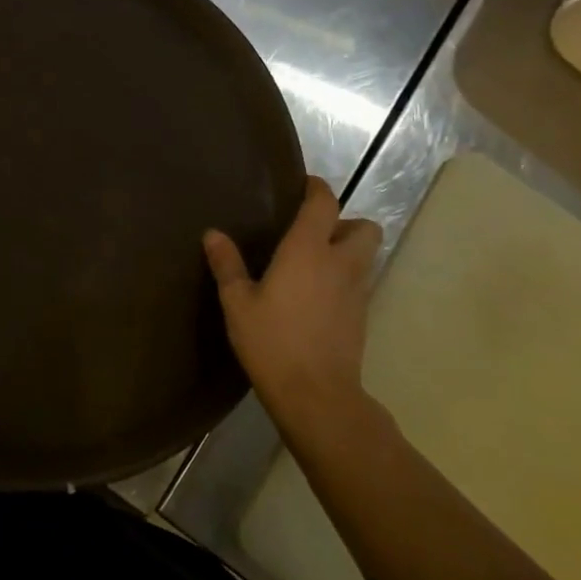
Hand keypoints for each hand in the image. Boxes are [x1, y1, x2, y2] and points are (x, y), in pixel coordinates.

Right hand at [204, 175, 383, 437]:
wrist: (316, 394)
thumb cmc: (271, 341)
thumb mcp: (238, 302)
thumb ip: (227, 265)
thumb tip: (213, 234)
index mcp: (307, 251)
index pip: (323, 204)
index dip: (316, 189)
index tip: (304, 184)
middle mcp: (340, 263)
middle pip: (365, 227)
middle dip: (345, 222)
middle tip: (313, 232)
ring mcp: (357, 291)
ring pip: (367, 255)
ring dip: (349, 249)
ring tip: (315, 261)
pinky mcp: (362, 316)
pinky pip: (360, 281)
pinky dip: (345, 277)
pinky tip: (317, 294)